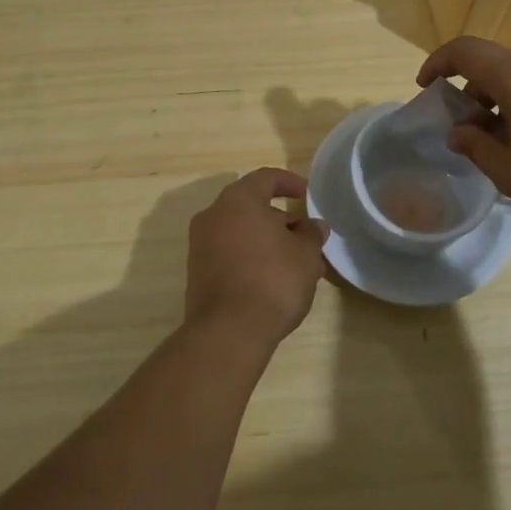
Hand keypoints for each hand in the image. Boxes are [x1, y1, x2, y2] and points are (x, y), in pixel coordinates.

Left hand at [184, 168, 329, 347]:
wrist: (228, 331)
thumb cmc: (272, 280)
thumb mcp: (306, 254)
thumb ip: (311, 234)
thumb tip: (313, 226)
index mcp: (238, 200)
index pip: (266, 178)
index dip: (289, 182)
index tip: (307, 195)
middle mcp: (213, 215)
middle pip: (250, 206)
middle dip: (279, 219)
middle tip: (305, 236)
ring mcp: (200, 245)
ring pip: (240, 231)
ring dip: (266, 240)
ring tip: (294, 263)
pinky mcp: (197, 272)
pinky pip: (229, 253)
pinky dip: (250, 257)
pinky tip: (272, 279)